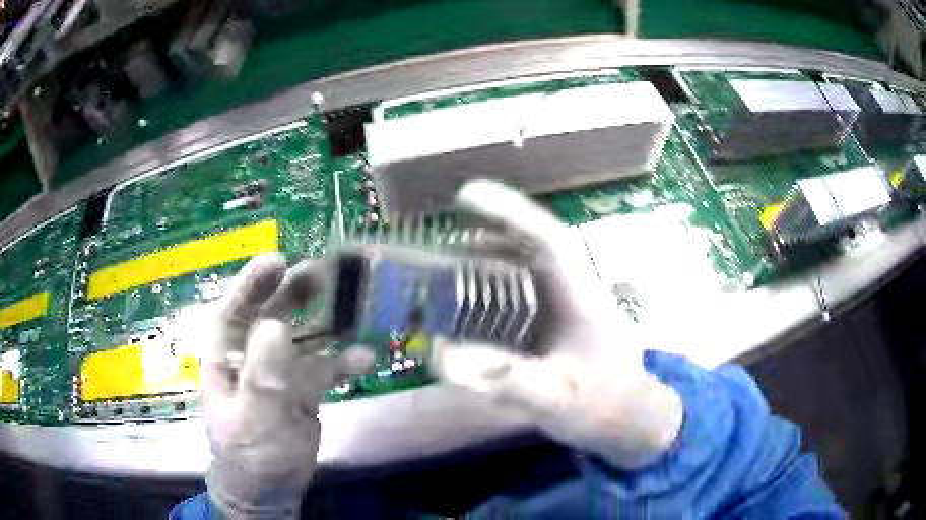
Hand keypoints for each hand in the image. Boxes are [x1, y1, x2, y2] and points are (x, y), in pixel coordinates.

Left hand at [198, 254, 371, 518]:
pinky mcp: (303, 390)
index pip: (234, 311)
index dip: (252, 284)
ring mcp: (279, 372)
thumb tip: (276, 326)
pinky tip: (365, 357)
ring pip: (301, 337)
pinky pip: (324, 368)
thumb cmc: (249, 455)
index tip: (278, 261)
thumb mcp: (253, 419)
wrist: (271, 490)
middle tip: (320, 270)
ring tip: (348, 300)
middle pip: (270, 315)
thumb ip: (263, 376)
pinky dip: (343, 361)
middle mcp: (251, 357)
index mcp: (227, 359)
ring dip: (323, 320)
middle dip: (292, 292)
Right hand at [432, 180, 683, 468]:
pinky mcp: (556, 321)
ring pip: (525, 265)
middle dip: (489, 230)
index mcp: (582, 296)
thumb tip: (442, 356)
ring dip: (487, 255)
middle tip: (442, 232)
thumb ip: (507, 379)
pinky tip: (466, 299)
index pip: (548, 238)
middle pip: (532, 244)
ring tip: (445, 258)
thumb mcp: (558, 398)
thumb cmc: (602, 405)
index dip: (508, 211)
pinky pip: (520, 291)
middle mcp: (573, 290)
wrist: (628, 420)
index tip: (466, 194)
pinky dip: (490, 285)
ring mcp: (565, 305)